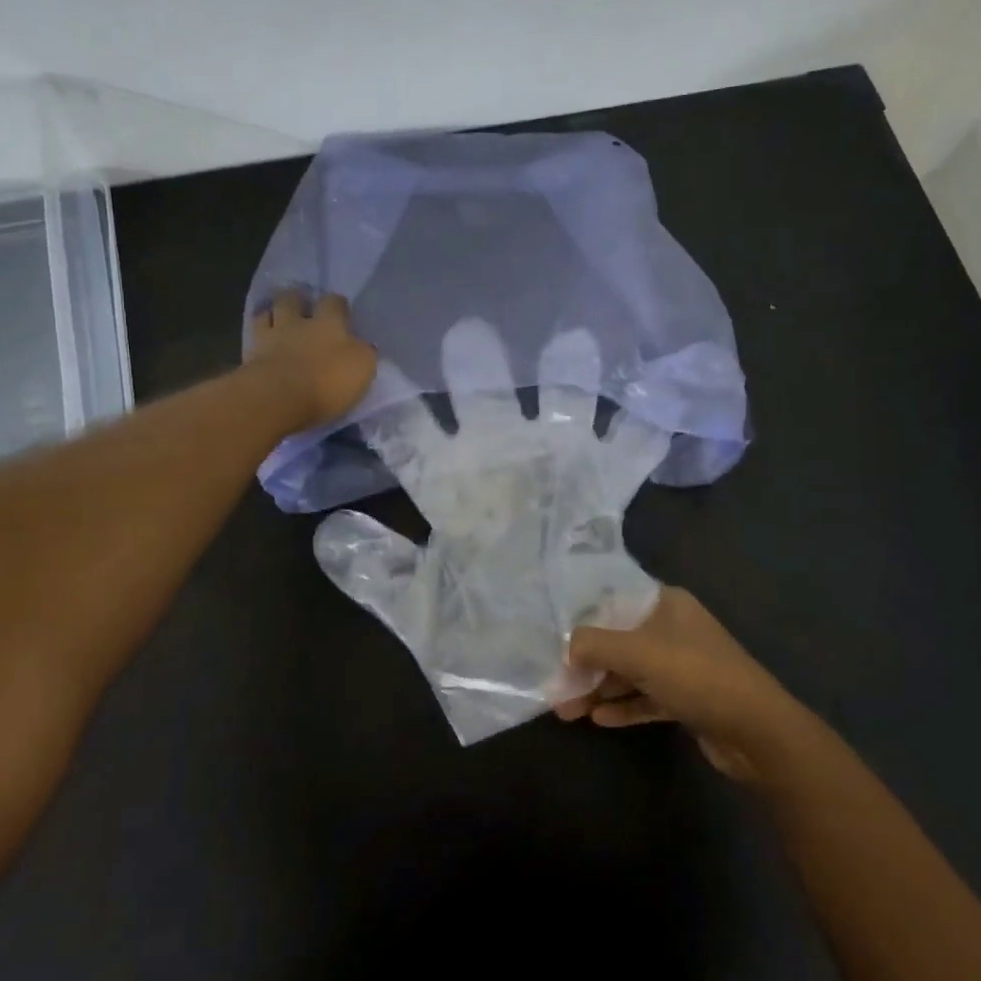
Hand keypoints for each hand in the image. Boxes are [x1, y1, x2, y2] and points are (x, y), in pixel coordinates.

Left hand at [245, 289, 377, 429]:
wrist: (277, 398)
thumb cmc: (327, 382)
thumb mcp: (362, 368)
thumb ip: (363, 353)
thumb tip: (363, 346)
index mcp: (330, 324)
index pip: (335, 303)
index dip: (337, 305)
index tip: (340, 312)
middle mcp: (298, 324)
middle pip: (294, 300)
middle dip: (298, 299)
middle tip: (301, 306)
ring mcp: (270, 338)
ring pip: (268, 313)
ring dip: (272, 313)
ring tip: (276, 318)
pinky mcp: (249, 358)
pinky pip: (252, 339)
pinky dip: (256, 338)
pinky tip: (260, 343)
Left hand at [313, 320, 667, 743]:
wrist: (545, 651)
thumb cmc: (476, 628)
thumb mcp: (419, 608)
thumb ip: (378, 570)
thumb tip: (326, 535)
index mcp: (449, 486)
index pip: (415, 436)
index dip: (398, 405)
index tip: (379, 365)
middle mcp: (500, 463)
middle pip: (486, 403)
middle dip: (479, 368)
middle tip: (470, 329)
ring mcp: (554, 469)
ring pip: (560, 409)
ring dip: (568, 378)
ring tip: (574, 340)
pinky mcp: (602, 488)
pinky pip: (627, 453)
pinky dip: (642, 428)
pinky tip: (654, 396)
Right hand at [554, 588, 809, 780]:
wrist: (757, 732)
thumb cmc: (696, 675)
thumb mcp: (638, 653)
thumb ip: (595, 645)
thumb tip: (566, 648)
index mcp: (666, 604)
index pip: (614, 601)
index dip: (583, 619)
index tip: (553, 637)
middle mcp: (673, 628)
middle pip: (619, 640)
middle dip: (587, 664)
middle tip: (555, 686)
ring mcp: (682, 665)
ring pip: (630, 672)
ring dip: (600, 688)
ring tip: (566, 709)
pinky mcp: (687, 698)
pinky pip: (646, 697)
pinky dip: (623, 705)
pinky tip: (597, 719)